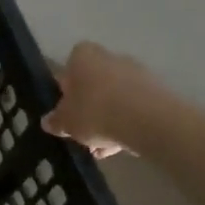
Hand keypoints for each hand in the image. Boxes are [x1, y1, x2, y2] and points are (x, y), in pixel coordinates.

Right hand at [43, 42, 149, 158]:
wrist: (148, 120)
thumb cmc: (95, 112)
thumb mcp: (66, 122)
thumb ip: (56, 121)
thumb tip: (48, 121)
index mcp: (83, 56)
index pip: (70, 66)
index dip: (67, 88)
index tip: (66, 108)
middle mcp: (110, 57)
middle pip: (94, 82)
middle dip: (89, 106)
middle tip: (83, 130)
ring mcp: (136, 72)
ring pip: (115, 97)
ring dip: (108, 118)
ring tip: (102, 148)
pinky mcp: (156, 91)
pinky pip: (134, 107)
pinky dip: (127, 123)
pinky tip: (121, 146)